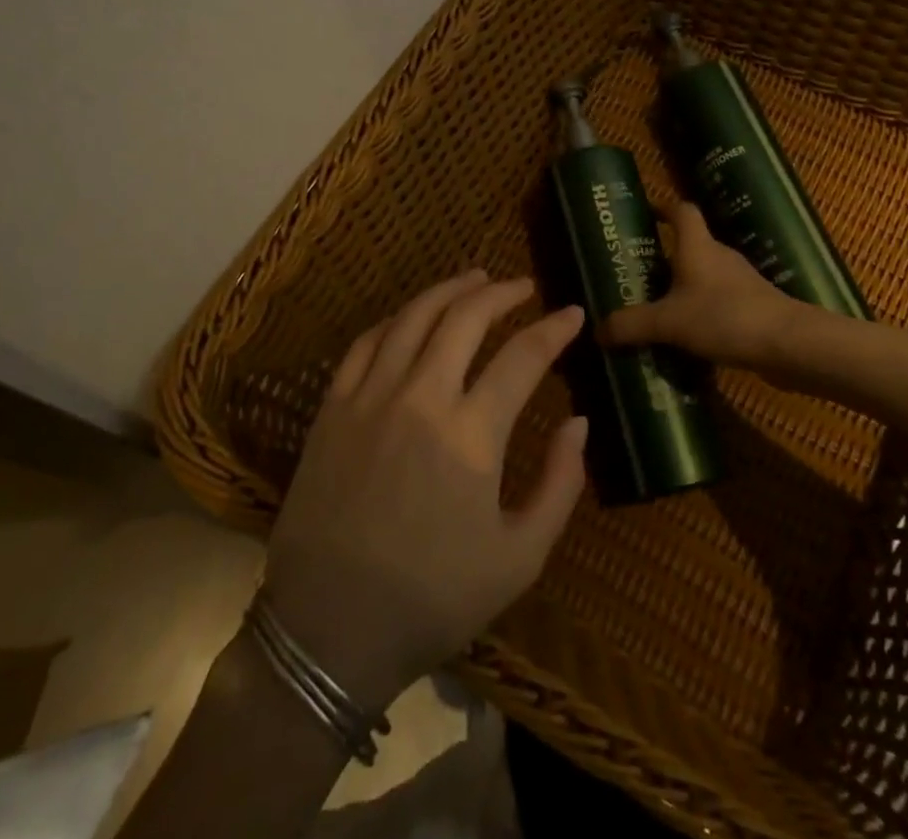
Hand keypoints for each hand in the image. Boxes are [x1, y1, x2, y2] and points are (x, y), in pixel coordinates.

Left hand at [262, 272, 589, 713]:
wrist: (329, 629)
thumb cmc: (432, 599)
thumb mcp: (519, 559)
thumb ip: (559, 485)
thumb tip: (578, 421)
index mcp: (470, 436)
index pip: (522, 358)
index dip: (553, 329)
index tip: (573, 312)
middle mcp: (420, 398)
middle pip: (465, 318)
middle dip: (501, 293)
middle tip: (523, 286)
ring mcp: (370, 396)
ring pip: (414, 317)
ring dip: (449, 290)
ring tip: (475, 278)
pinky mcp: (333, 406)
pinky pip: (367, 341)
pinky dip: (398, 318)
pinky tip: (414, 316)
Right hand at [604, 203, 799, 368]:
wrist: (790, 346)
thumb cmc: (724, 317)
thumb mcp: (668, 322)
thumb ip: (631, 325)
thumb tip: (597, 331)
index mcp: (698, 247)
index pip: (682, 211)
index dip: (663, 207)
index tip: (644, 214)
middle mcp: (720, 258)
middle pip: (690, 246)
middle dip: (664, 257)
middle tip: (637, 274)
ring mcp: (740, 283)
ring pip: (704, 278)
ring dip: (682, 289)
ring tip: (656, 310)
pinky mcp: (753, 309)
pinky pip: (719, 304)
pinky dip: (701, 314)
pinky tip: (687, 339)